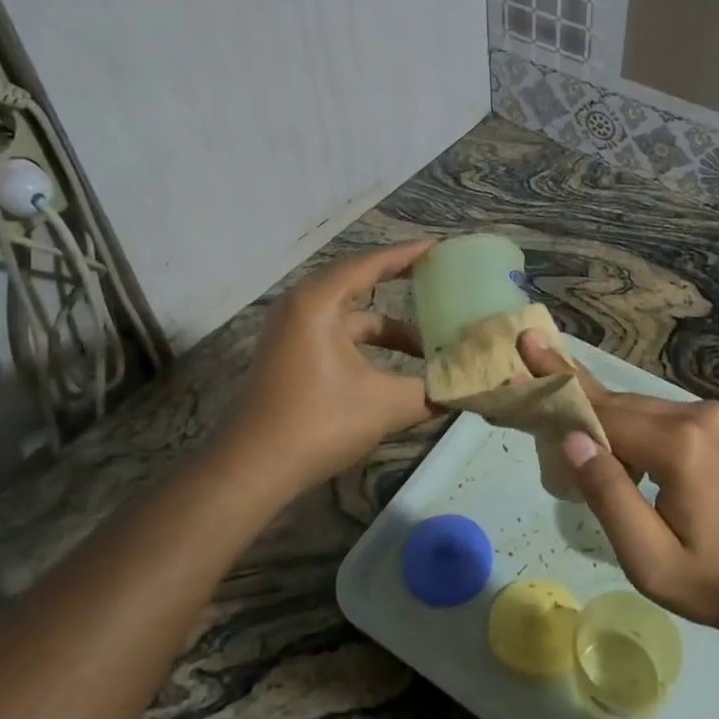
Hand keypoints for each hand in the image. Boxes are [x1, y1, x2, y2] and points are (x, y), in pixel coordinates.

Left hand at [215, 240, 436, 495]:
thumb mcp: (385, 405)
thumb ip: (430, 393)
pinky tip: (395, 367)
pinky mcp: (290, 354)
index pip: (369, 264)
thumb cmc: (318, 423)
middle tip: (437, 279)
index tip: (439, 248)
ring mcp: (291, 331)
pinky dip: (367, 344)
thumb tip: (466, 390)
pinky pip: (337, 334)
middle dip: (398, 282)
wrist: (252, 469)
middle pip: (358, 282)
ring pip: (350, 316)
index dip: (406, 255)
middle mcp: (301, 307)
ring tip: (428, 343)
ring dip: (387, 328)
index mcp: (318, 303)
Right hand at [519, 331, 718, 636]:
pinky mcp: (712, 426)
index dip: (557, 398)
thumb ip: (608, 495)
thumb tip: (570, 438)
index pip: (603, 416)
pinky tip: (596, 422)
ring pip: (633, 408)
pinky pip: (653, 416)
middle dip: (571, 392)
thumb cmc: (714, 582)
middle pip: (616, 405)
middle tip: (528, 347)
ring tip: (549, 379)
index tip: (518, 368)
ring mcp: (708, 417)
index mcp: (679, 446)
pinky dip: (621, 420)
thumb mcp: (650, 559)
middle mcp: (695, 416)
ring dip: (595, 410)